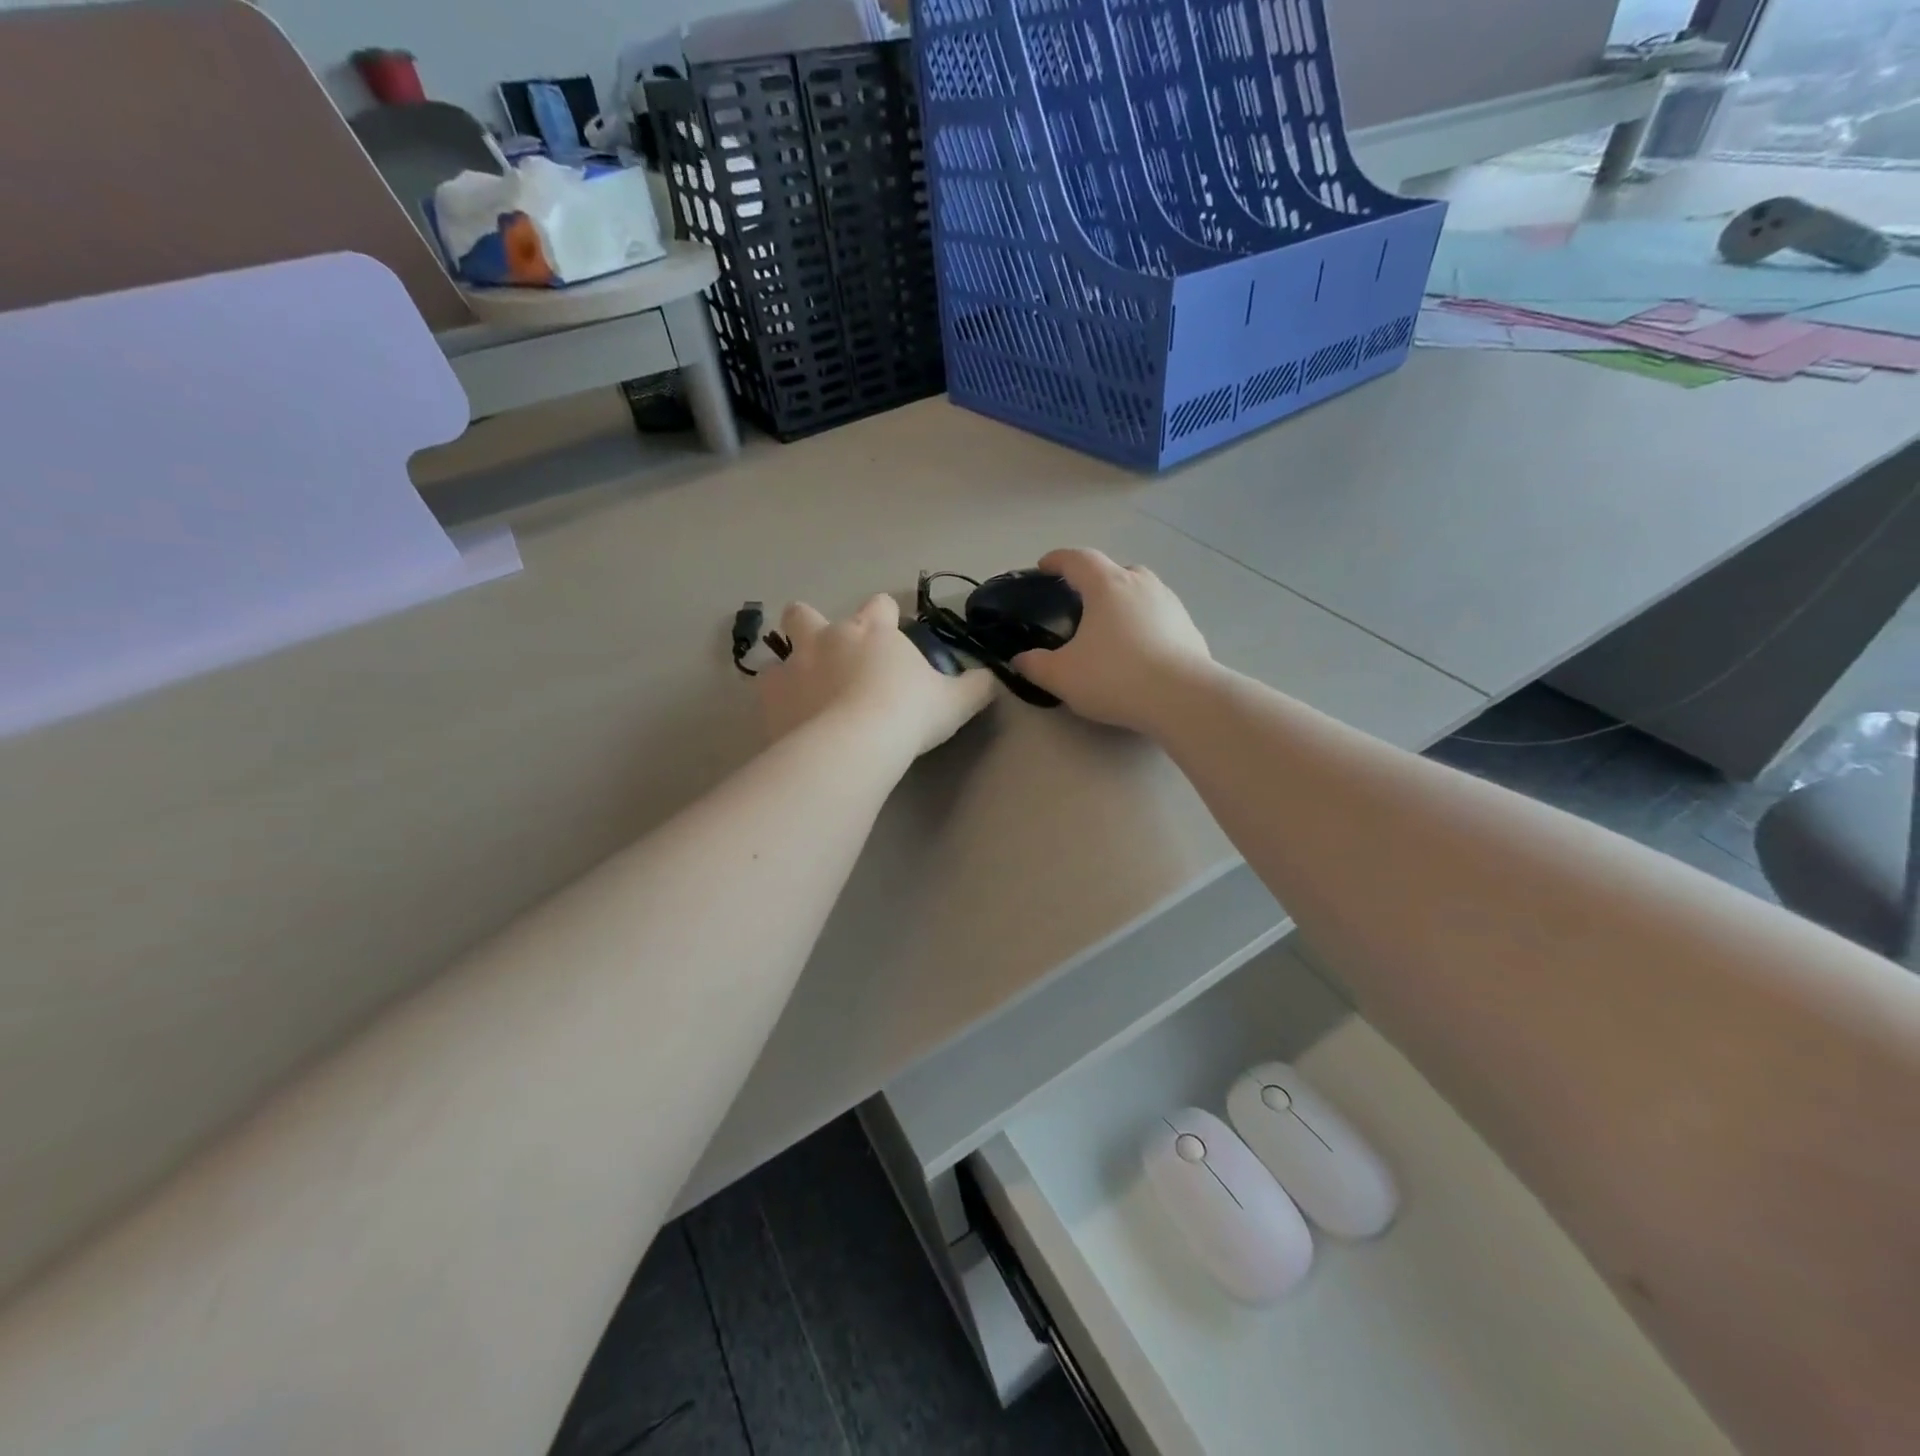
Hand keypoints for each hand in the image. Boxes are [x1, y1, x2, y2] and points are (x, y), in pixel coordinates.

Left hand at [760, 594, 994, 757]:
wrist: (855, 746)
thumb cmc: (908, 714)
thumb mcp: (954, 702)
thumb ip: (975, 687)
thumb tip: (994, 680)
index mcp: (872, 631)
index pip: (878, 605)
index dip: (884, 614)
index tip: (889, 630)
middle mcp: (827, 638)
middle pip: (805, 613)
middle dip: (810, 623)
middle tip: (826, 651)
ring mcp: (794, 665)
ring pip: (779, 650)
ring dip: (790, 664)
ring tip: (802, 690)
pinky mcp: (771, 696)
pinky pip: (767, 689)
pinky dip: (777, 699)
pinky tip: (789, 717)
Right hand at [1011, 548, 1211, 731]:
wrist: (1182, 698)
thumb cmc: (1115, 677)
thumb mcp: (1062, 676)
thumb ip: (1035, 665)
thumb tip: (1021, 659)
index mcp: (1107, 586)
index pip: (1078, 559)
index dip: (1058, 560)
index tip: (1044, 566)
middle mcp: (1141, 585)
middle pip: (1115, 571)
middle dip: (1096, 581)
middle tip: (1081, 602)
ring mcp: (1171, 604)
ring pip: (1142, 592)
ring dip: (1124, 602)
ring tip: (1111, 628)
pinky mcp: (1190, 628)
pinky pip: (1160, 618)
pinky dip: (1145, 625)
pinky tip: (1140, 651)